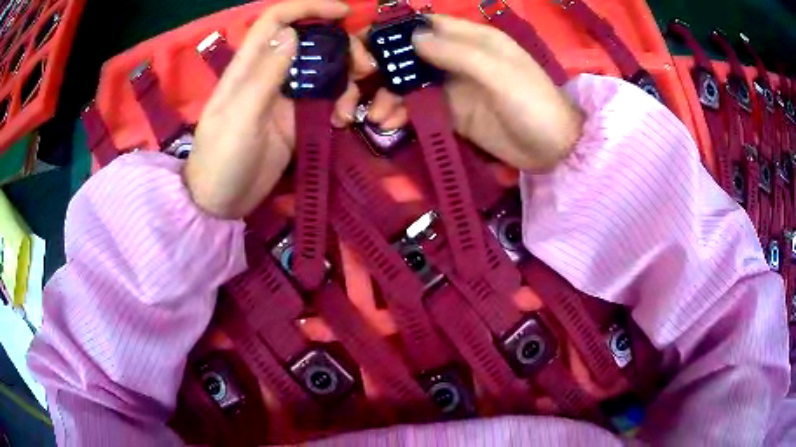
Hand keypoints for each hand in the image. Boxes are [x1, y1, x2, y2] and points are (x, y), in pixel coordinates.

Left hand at [185, 0, 374, 218]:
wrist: (220, 202)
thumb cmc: (221, 159)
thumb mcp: (239, 116)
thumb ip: (264, 75)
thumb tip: (291, 32)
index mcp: (249, 66)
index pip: (277, 20)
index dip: (307, 8)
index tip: (343, 12)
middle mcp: (270, 74)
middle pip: (310, 42)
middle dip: (341, 47)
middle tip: (364, 67)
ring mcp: (285, 97)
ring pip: (324, 71)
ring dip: (346, 81)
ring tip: (351, 107)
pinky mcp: (297, 120)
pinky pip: (327, 101)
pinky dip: (341, 106)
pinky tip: (343, 123)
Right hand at [367, 15, 584, 171]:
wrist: (554, 150)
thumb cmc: (533, 103)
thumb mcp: (499, 73)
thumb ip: (457, 53)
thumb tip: (413, 37)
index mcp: (473, 39)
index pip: (427, 25)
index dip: (396, 31)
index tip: (364, 44)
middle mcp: (460, 58)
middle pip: (413, 55)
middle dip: (385, 68)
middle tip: (358, 83)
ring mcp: (455, 86)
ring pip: (412, 83)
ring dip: (390, 96)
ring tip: (375, 117)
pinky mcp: (454, 112)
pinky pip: (420, 108)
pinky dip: (403, 114)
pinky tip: (389, 124)